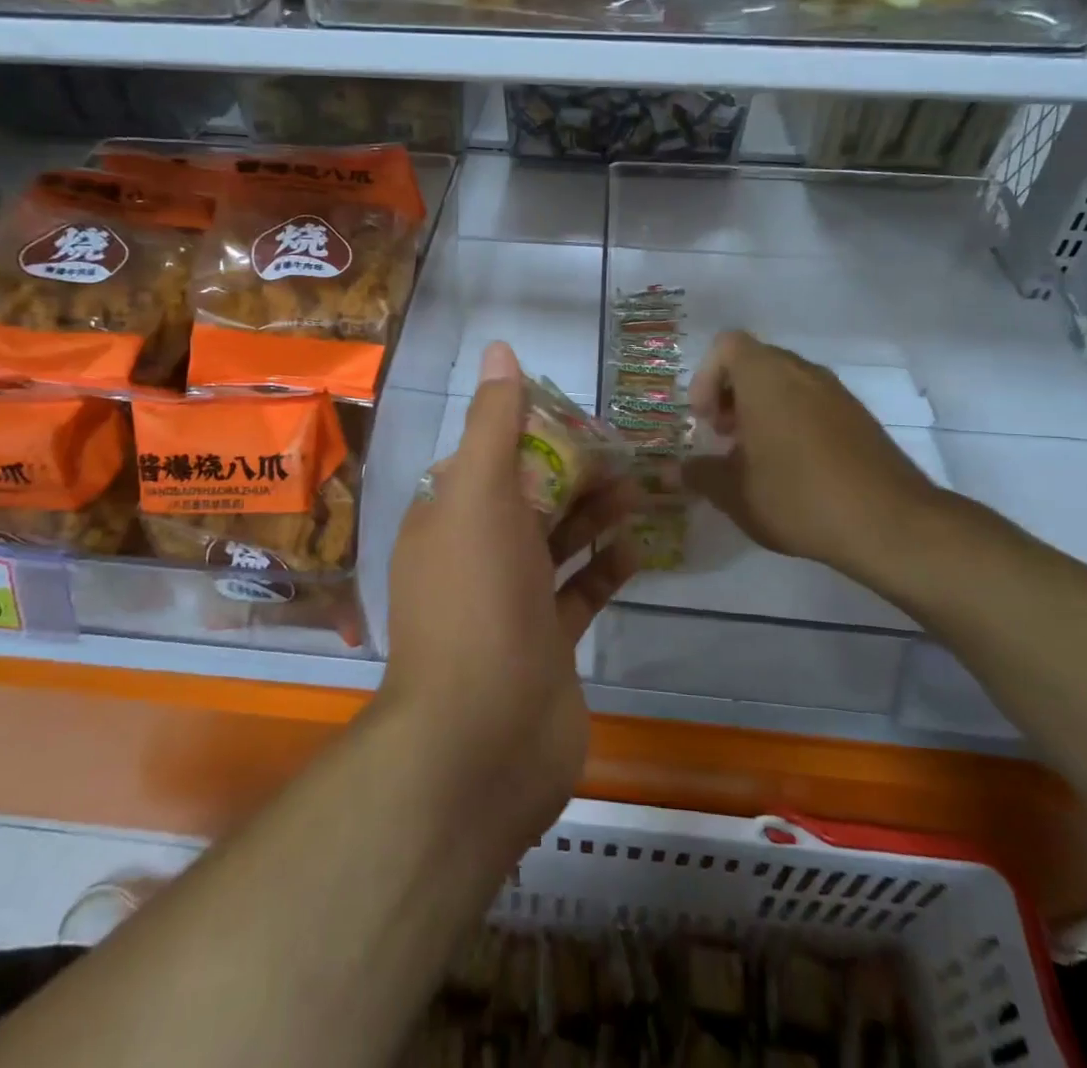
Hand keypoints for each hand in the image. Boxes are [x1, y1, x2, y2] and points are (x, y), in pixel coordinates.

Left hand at [382, 342, 639, 852]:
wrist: (483, 737)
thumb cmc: (478, 597)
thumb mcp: (480, 494)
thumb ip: (494, 423)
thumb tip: (499, 350)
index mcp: (446, 517)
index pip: (489, 458)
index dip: (532, 433)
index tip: (579, 417)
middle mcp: (472, 557)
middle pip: (527, 499)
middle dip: (573, 473)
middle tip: (626, 452)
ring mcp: (509, 604)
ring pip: (555, 544)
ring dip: (594, 515)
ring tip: (641, 489)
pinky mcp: (544, 644)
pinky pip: (578, 593)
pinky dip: (604, 568)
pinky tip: (637, 547)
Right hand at [683, 331, 944, 590]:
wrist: (890, 523)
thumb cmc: (797, 497)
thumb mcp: (734, 493)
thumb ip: (698, 475)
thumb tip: (674, 470)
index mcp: (766, 377)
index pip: (727, 345)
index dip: (706, 377)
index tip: (704, 420)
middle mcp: (802, 372)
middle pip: (755, 362)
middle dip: (730, 395)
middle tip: (723, 437)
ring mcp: (836, 392)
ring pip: (785, 382)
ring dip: (761, 409)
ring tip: (754, 456)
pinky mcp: (859, 416)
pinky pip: (812, 402)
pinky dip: (791, 420)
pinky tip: (792, 468)